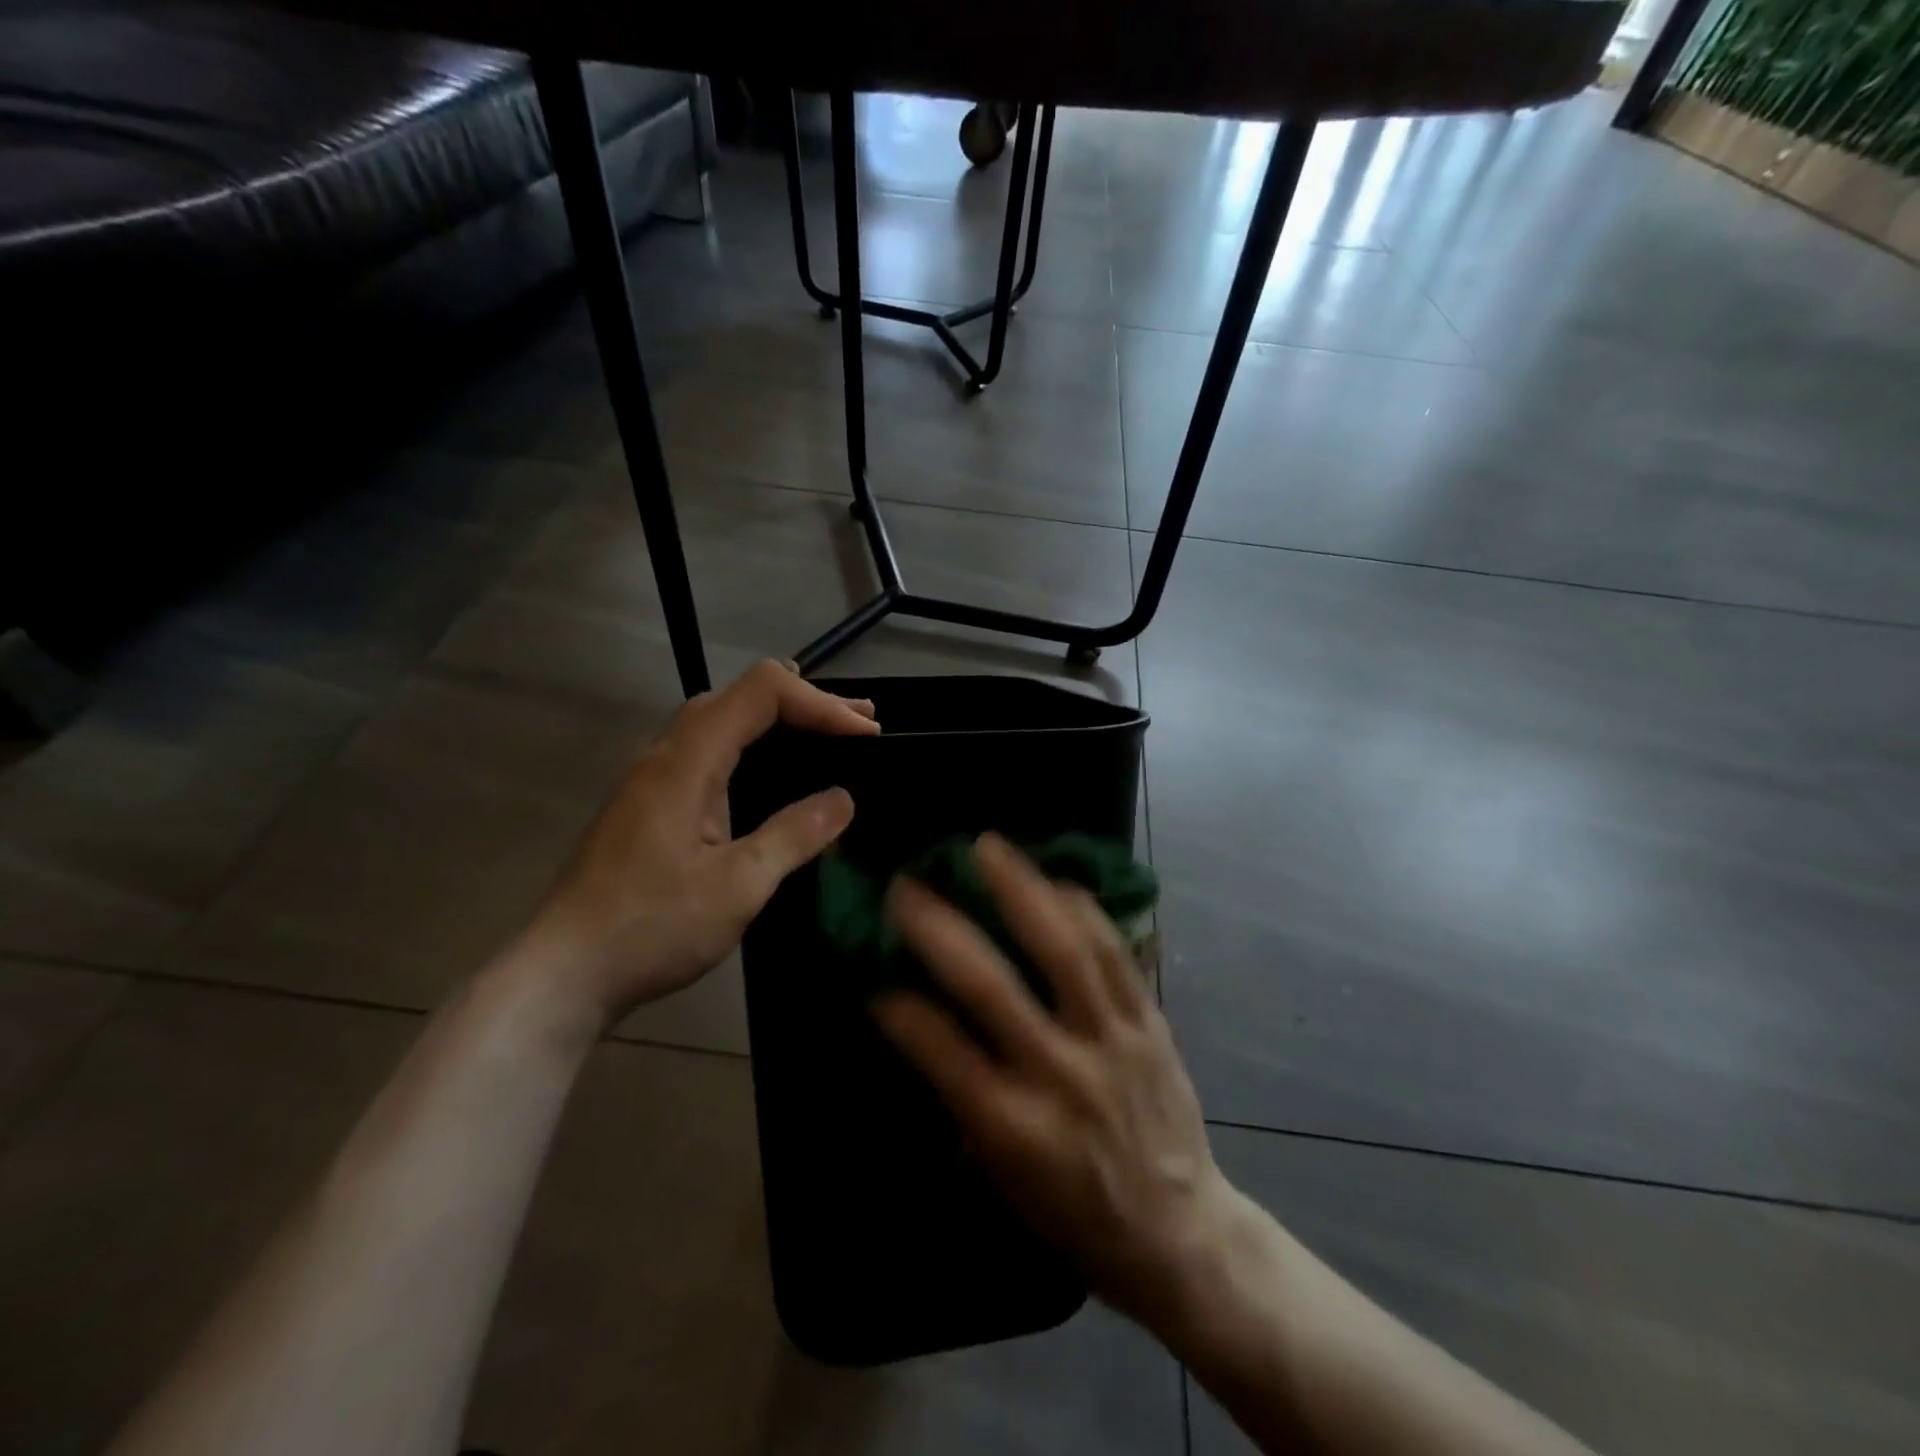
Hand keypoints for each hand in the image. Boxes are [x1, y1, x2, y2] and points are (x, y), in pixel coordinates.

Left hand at [517, 660, 877, 1027]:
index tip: (865, 734)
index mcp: (686, 762)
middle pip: (740, 696)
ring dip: (778, 721)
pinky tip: (771, 773)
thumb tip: (843, 799)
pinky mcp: (648, 804)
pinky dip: (753, 745)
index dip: (820, 702)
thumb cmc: (651, 929)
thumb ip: (794, 835)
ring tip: (829, 735)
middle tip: (861, 724)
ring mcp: (651, 778)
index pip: (762, 692)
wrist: (563, 974)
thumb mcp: (738, 887)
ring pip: (720, 721)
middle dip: (806, 702)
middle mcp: (665, 755)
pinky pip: (708, 751)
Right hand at [873, 834, 1231, 1328]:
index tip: (873, 977)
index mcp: (1012, 1127)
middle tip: (907, 885)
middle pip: (991, 987)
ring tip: (988, 846)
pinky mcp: (1150, 1023)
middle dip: (940, 929)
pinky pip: (1115, 954)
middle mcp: (1058, 1074)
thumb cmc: (1075, 1214)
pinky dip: (1084, 910)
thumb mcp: (1002, 1178)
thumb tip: (922, 1029)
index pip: (940, 1050)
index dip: (900, 1008)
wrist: (1180, 1236)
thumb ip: (962, 1101)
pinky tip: (1056, 878)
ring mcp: (1110, 1040)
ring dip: (1020, 891)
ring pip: (1063, 951)